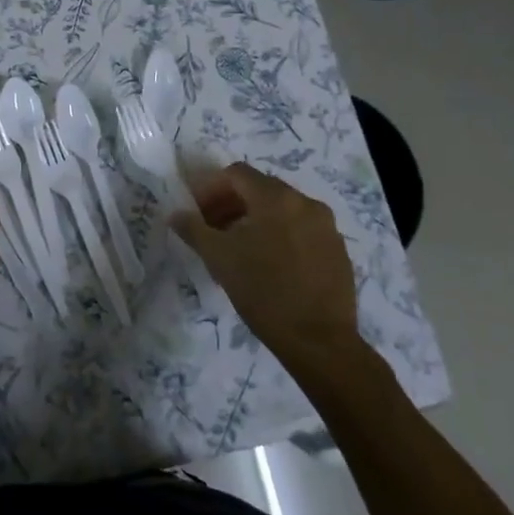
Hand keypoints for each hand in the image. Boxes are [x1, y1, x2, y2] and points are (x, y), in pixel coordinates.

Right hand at [170, 163, 358, 356]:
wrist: (318, 340)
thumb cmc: (263, 291)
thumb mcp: (219, 258)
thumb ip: (194, 229)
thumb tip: (175, 214)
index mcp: (276, 198)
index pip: (237, 174)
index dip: (211, 188)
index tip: (197, 212)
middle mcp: (306, 203)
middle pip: (261, 189)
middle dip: (231, 203)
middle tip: (212, 229)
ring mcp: (326, 227)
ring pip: (282, 210)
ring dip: (255, 219)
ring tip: (238, 248)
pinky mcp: (338, 250)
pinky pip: (301, 230)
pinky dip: (280, 235)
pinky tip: (268, 264)